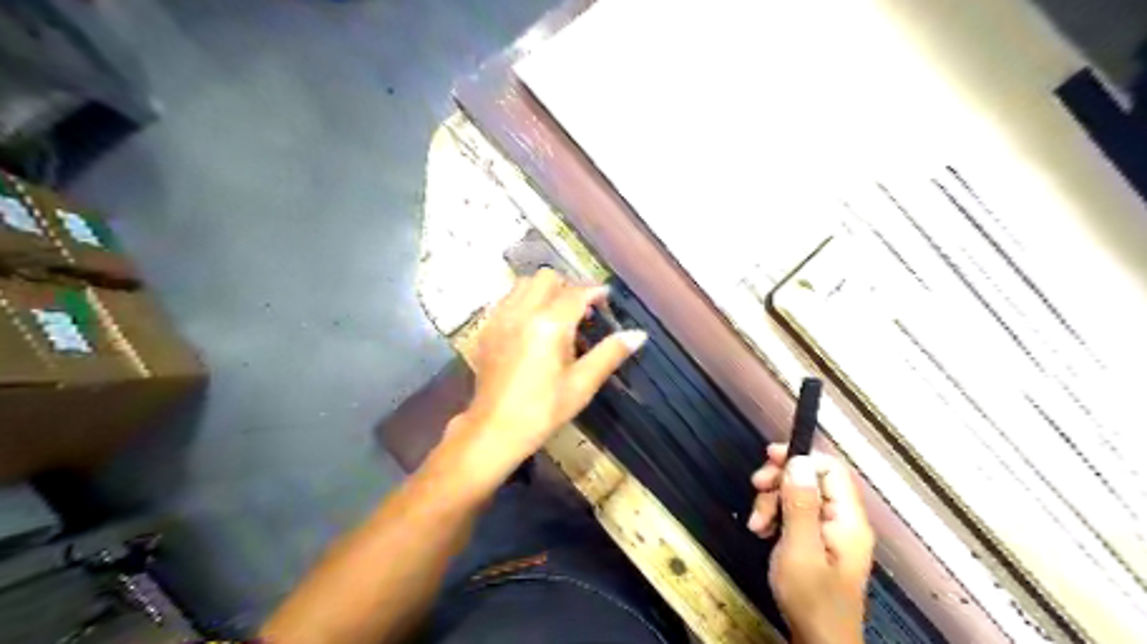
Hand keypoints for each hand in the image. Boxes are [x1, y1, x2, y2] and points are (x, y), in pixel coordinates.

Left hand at [444, 270, 648, 487]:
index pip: (576, 293)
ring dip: (544, 292)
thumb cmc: (543, 410)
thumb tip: (638, 335)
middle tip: (581, 312)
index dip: (595, 292)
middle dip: (568, 287)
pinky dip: (523, 302)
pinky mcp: (486, 330)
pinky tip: (531, 328)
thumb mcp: (582, 384)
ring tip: (556, 317)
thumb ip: (609, 353)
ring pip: (523, 285)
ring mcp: (500, 319)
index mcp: (549, 325)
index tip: (606, 299)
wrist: (495, 430)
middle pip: (547, 278)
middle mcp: (522, 313)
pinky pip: (507, 301)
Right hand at [749, 444, 874, 640]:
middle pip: (811, 478)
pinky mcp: (818, 541)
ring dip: (772, 501)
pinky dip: (775, 516)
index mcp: (847, 519)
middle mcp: (843, 520)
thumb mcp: (799, 549)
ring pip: (799, 494)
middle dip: (779, 482)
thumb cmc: (811, 600)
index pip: (829, 468)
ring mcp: (831, 532)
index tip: (769, 460)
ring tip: (756, 524)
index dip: (799, 458)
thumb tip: (799, 462)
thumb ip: (800, 504)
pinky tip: (762, 531)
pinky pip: (796, 514)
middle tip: (756, 491)